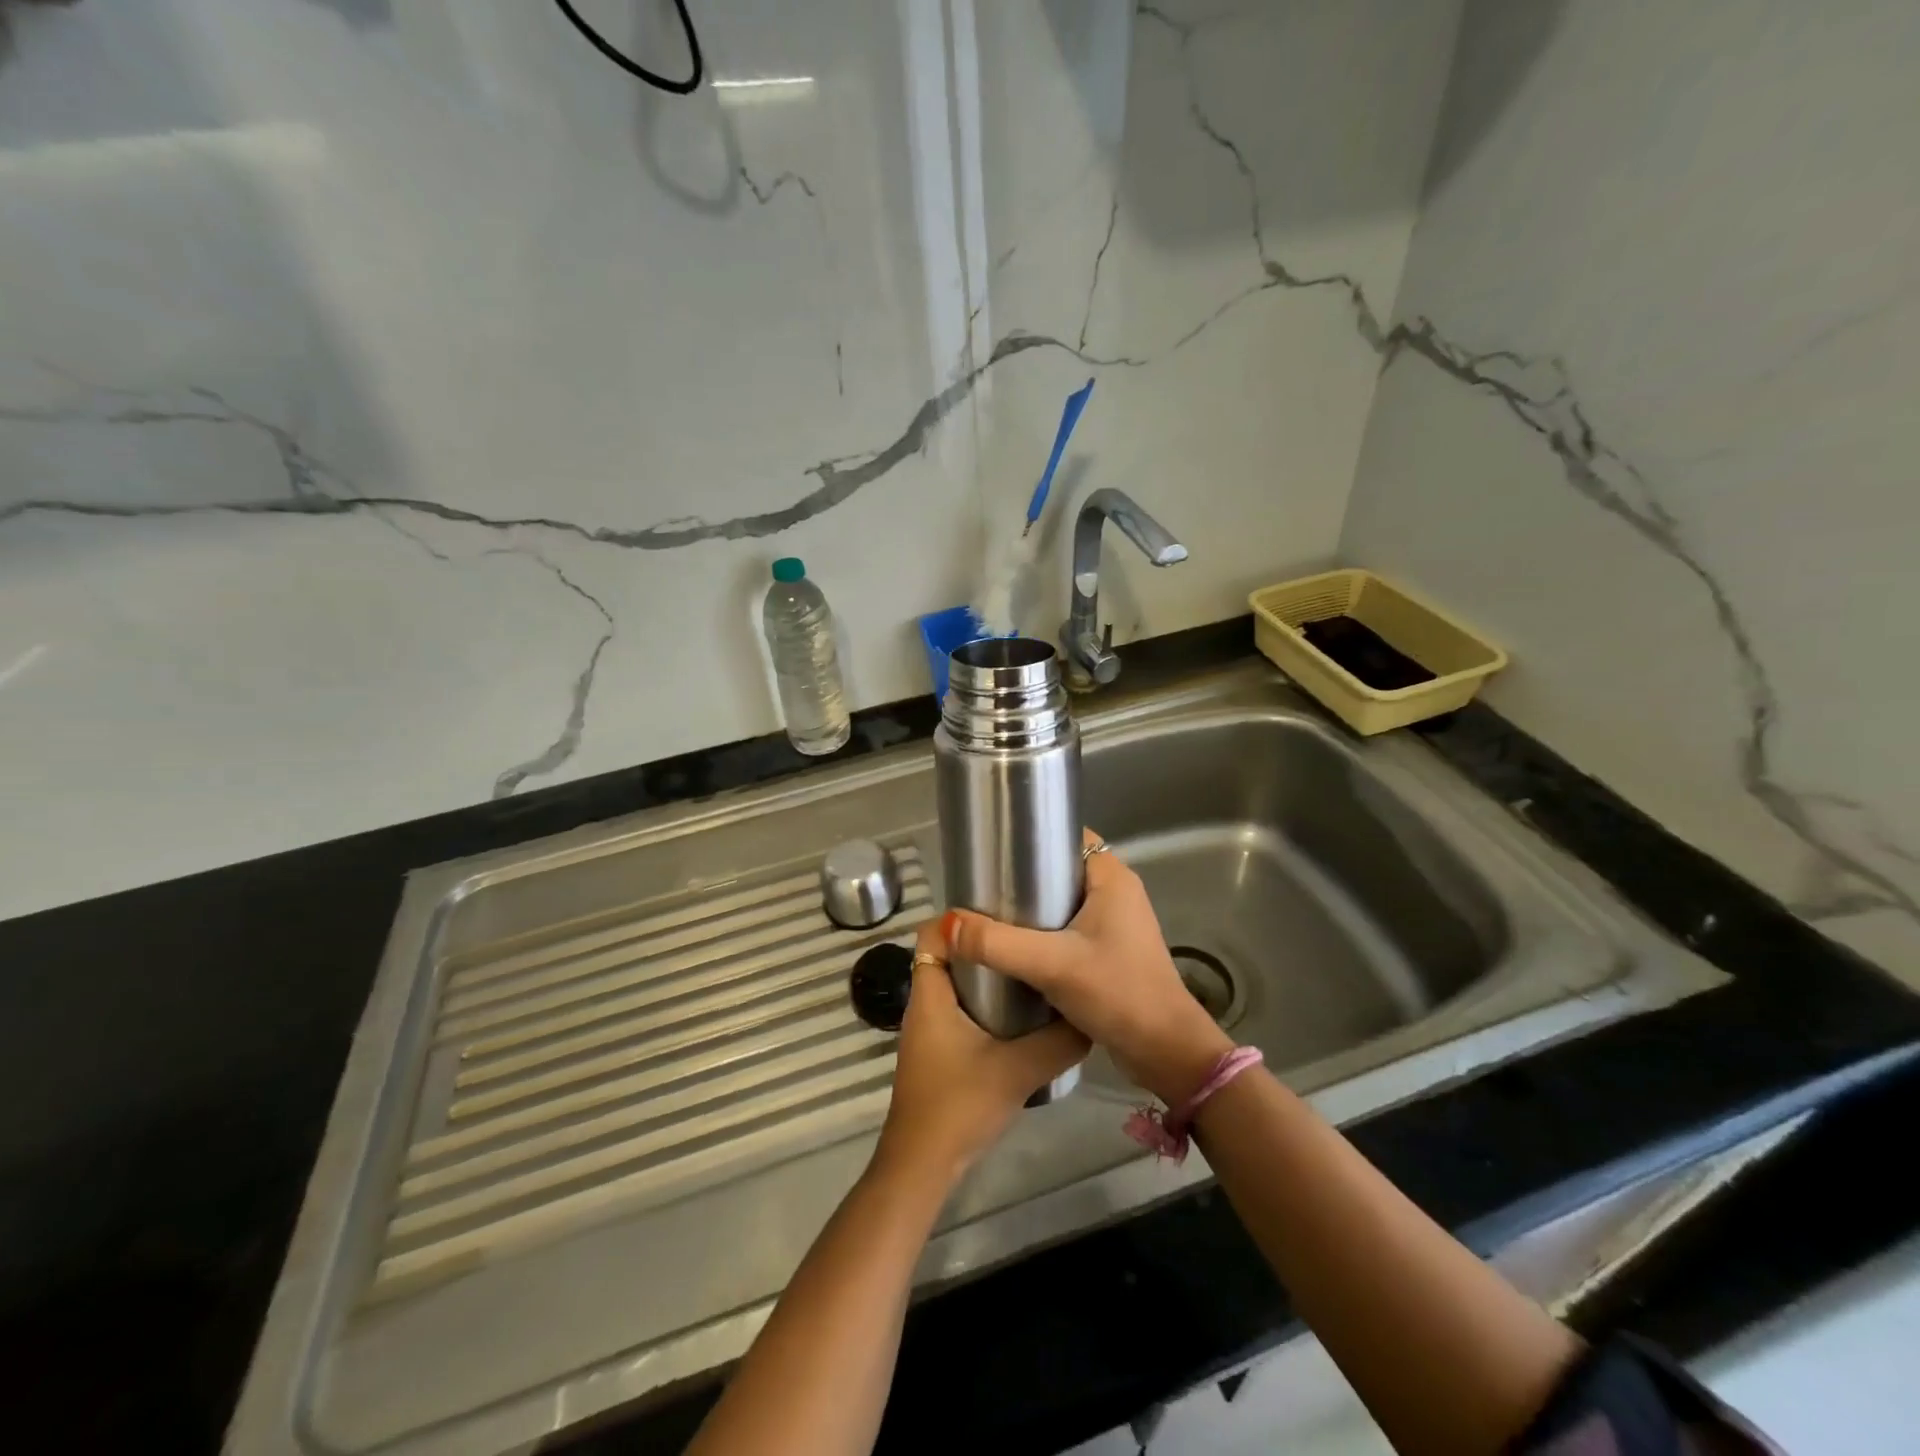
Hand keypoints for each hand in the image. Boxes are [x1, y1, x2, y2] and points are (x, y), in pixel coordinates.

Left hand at [874, 920, 1088, 1185]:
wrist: (923, 1165)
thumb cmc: (959, 1105)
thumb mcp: (1018, 1069)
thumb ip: (1058, 1042)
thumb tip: (1091, 1016)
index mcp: (931, 993)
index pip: (933, 932)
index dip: (960, 914)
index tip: (1002, 905)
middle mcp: (925, 1002)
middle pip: (948, 954)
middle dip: (984, 941)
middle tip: (1028, 932)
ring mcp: (930, 1028)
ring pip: (956, 983)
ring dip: (987, 973)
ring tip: (1031, 963)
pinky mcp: (939, 1050)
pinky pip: (960, 1008)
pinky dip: (985, 1002)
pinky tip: (1022, 1012)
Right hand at [943, 828, 1232, 1105]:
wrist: (1165, 1052)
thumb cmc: (1117, 993)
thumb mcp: (1052, 965)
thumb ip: (997, 944)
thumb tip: (946, 925)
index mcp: (1112, 877)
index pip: (1066, 837)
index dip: (1031, 839)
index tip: (992, 852)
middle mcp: (1116, 892)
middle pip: (1060, 869)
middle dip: (1023, 878)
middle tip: (981, 890)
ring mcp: (1116, 923)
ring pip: (1063, 902)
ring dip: (1032, 910)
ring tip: (989, 917)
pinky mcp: (1111, 951)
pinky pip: (1069, 928)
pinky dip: (1044, 933)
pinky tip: (1015, 948)